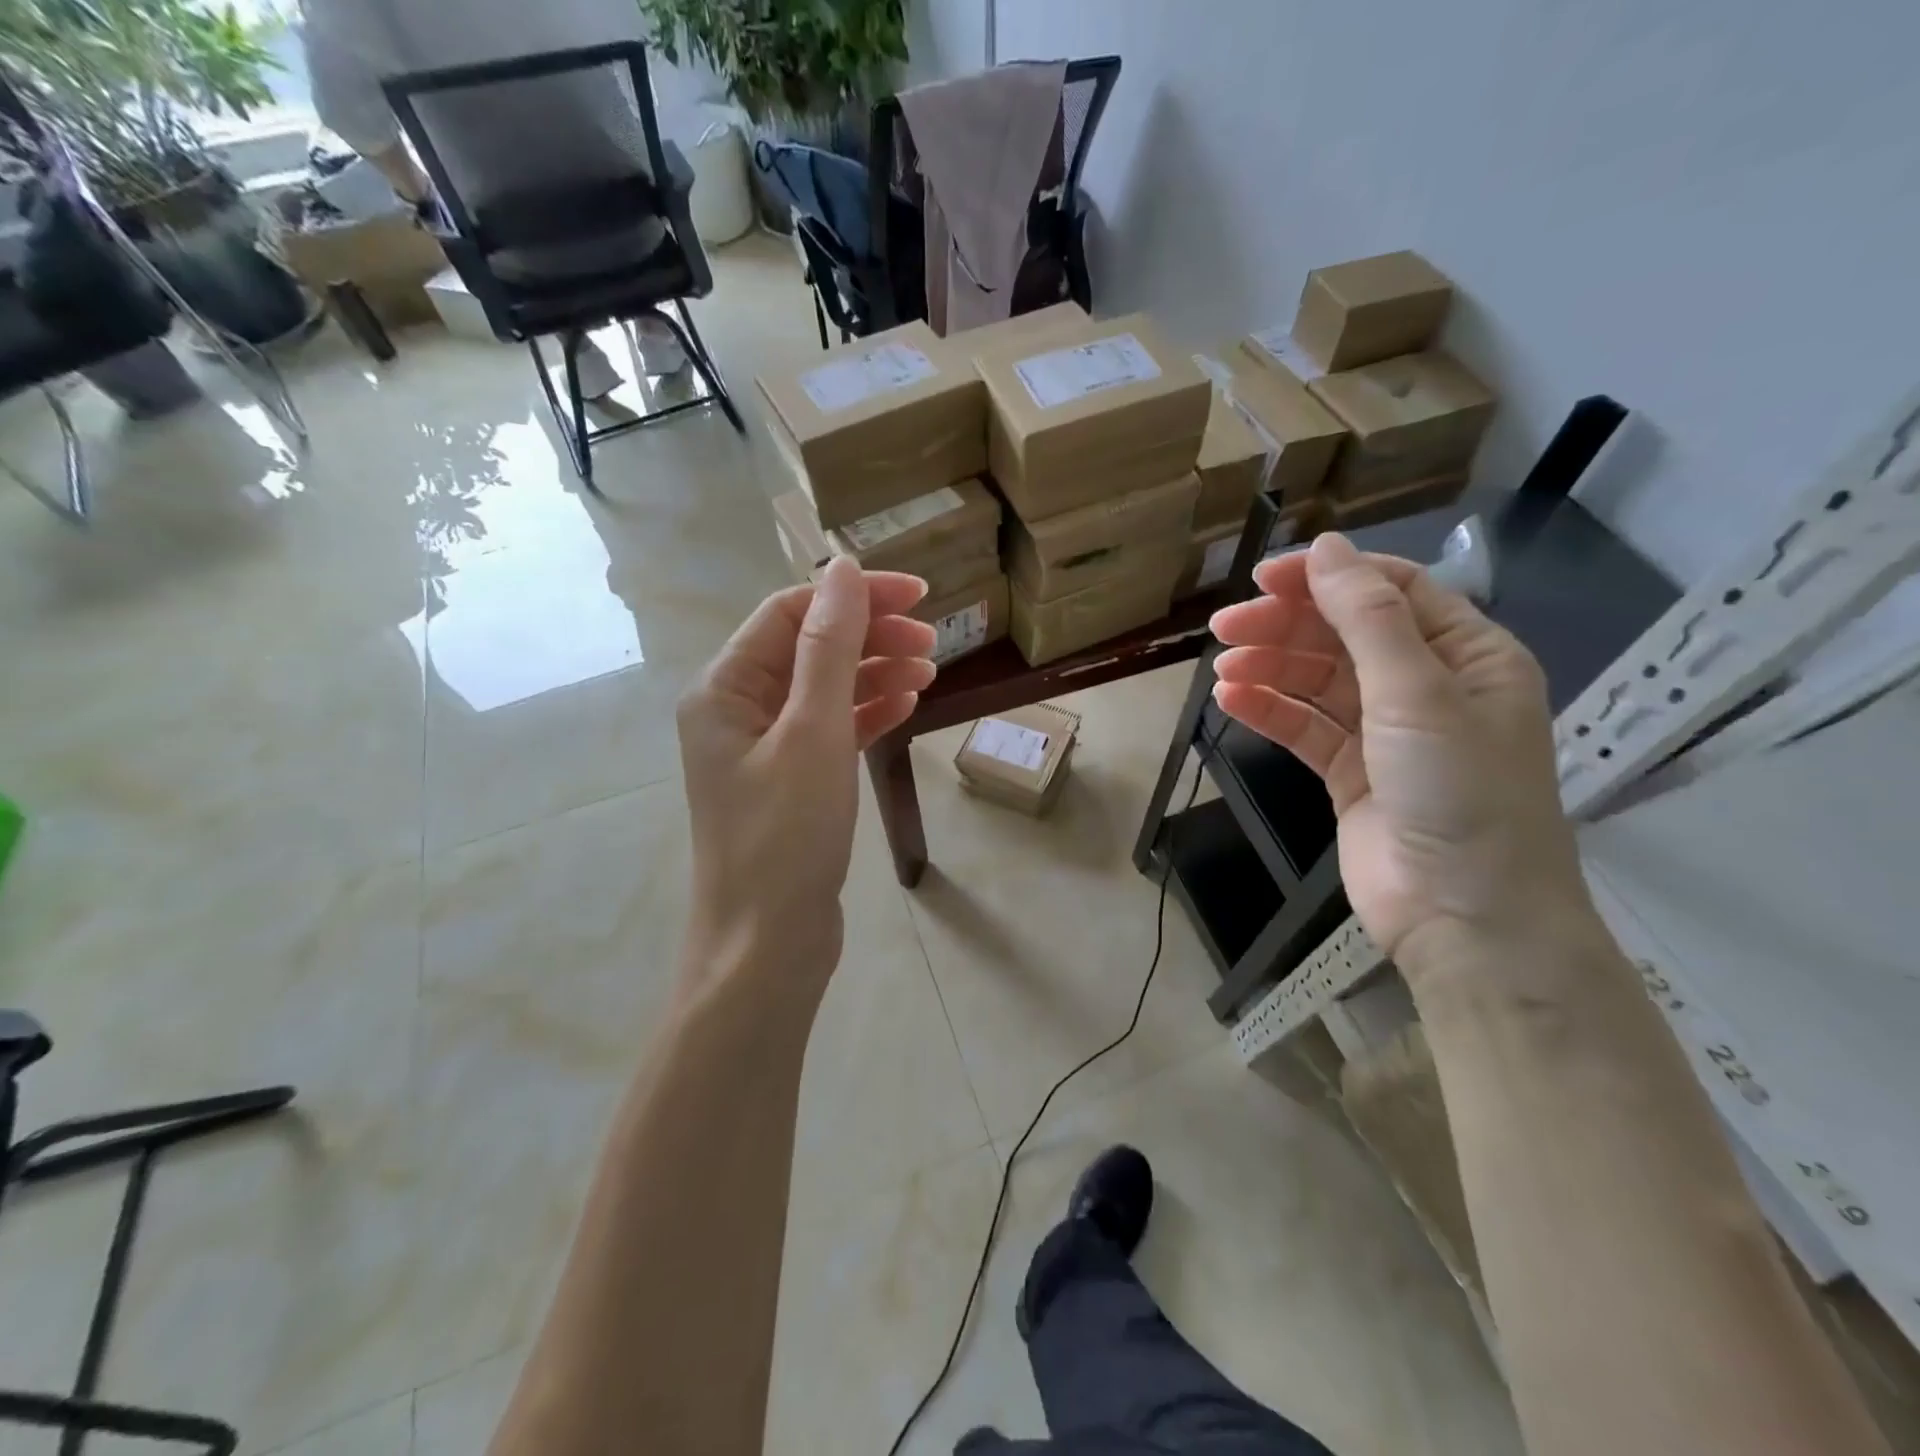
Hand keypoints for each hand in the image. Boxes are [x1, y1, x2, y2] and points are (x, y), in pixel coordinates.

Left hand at [676, 558, 936, 985]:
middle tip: (934, 641)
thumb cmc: (785, 837)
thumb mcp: (812, 732)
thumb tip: (840, 569)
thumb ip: (827, 647)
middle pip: (809, 646)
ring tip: (930, 674)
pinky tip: (906, 706)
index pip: (791, 613)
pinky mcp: (791, 781)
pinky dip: (868, 711)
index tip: (918, 595)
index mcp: (725, 687)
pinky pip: (831, 728)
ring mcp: (764, 747)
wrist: (768, 947)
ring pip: (825, 687)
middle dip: (870, 635)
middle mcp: (737, 709)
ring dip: (875, 672)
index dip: (854, 595)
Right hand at [1209, 533, 1596, 978]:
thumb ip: (1368, 617)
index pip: (1390, 592)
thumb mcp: (1417, 692)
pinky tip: (1232, 701)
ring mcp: (1387, 733)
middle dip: (1287, 625)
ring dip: (1270, 668)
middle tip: (1225, 626)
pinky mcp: (1351, 773)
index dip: (1327, 577)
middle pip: (1345, 635)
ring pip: (1318, 682)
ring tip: (1223, 669)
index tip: (1263, 578)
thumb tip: (1325, 548)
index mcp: (1466, 654)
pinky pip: (1305, 728)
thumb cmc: (1458, 789)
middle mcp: (1428, 686)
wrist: (1464, 914)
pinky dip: (1270, 711)